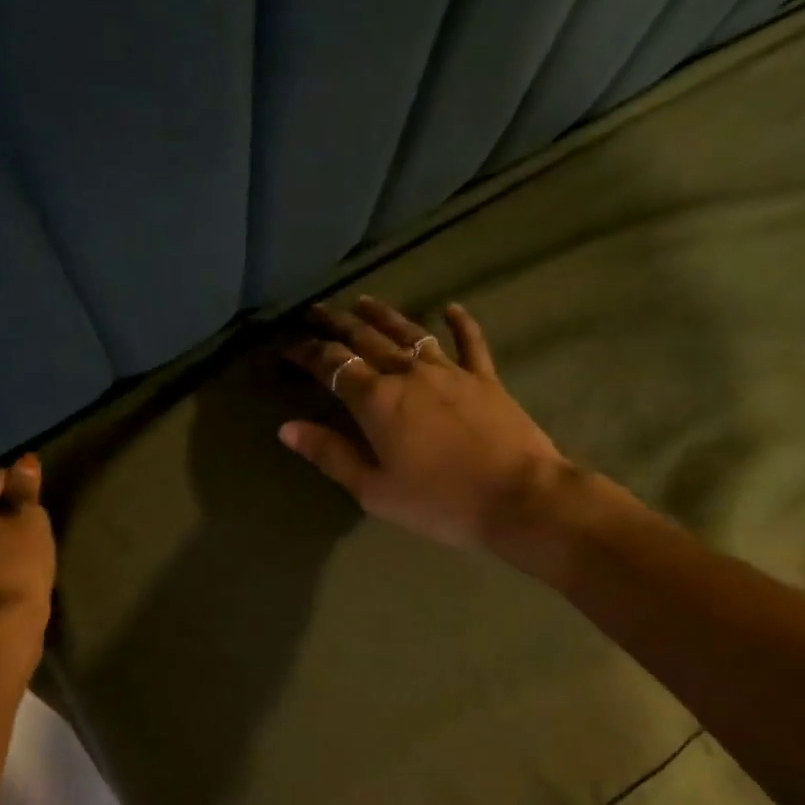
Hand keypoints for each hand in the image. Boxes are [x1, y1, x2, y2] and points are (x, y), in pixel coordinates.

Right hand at [281, 296, 572, 550]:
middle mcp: (409, 374)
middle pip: (366, 339)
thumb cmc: (438, 502)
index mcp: (377, 401)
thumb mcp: (374, 489)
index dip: (307, 353)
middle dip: (338, 324)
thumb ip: (330, 455)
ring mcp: (450, 371)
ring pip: (410, 332)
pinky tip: (452, 308)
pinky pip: (470, 343)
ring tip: (365, 302)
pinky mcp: (485, 378)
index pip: (333, 365)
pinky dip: (460, 323)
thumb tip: (287, 428)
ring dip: (384, 316)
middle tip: (317, 311)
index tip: (289, 347)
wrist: (517, 497)